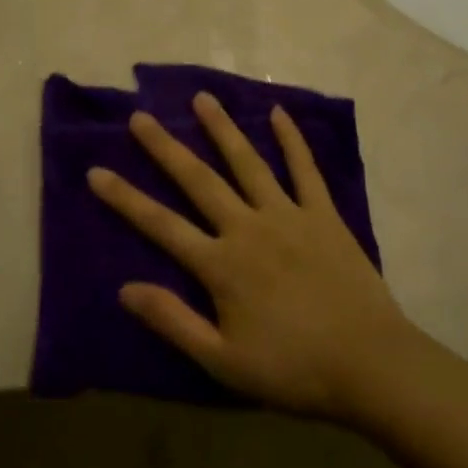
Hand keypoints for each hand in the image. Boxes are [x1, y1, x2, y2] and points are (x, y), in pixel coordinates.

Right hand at [88, 93, 420, 419]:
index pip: (161, 224)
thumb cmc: (292, 369)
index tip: (96, 171)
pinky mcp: (323, 215)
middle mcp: (248, 227)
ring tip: (202, 98)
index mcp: (221, 264)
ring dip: (222, 129)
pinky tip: (279, 113)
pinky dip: (292, 140)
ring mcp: (288, 215)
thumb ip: (173, 321)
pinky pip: (305, 170)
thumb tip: (125, 288)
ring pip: (248, 163)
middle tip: (140, 116)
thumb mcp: (222, 362)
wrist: (370, 365)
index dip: (125, 198)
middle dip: (165, 148)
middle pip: (199, 180)